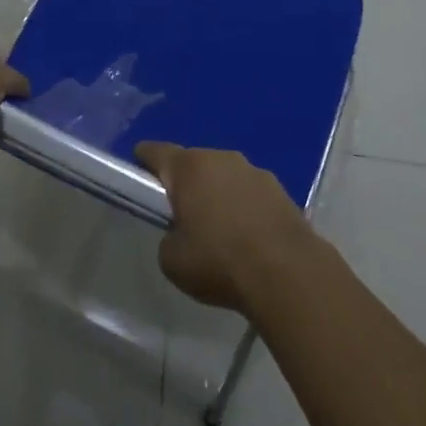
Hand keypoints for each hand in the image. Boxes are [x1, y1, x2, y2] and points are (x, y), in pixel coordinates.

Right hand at [135, 142, 322, 316]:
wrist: (287, 273)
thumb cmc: (219, 262)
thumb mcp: (172, 260)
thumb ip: (168, 237)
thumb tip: (180, 233)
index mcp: (188, 168)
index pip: (156, 151)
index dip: (143, 160)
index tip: (138, 173)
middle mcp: (220, 158)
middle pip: (193, 163)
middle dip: (185, 183)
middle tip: (182, 213)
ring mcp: (253, 170)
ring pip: (224, 176)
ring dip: (217, 193)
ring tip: (220, 229)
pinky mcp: (279, 188)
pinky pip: (249, 192)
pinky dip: (244, 206)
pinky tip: (248, 236)